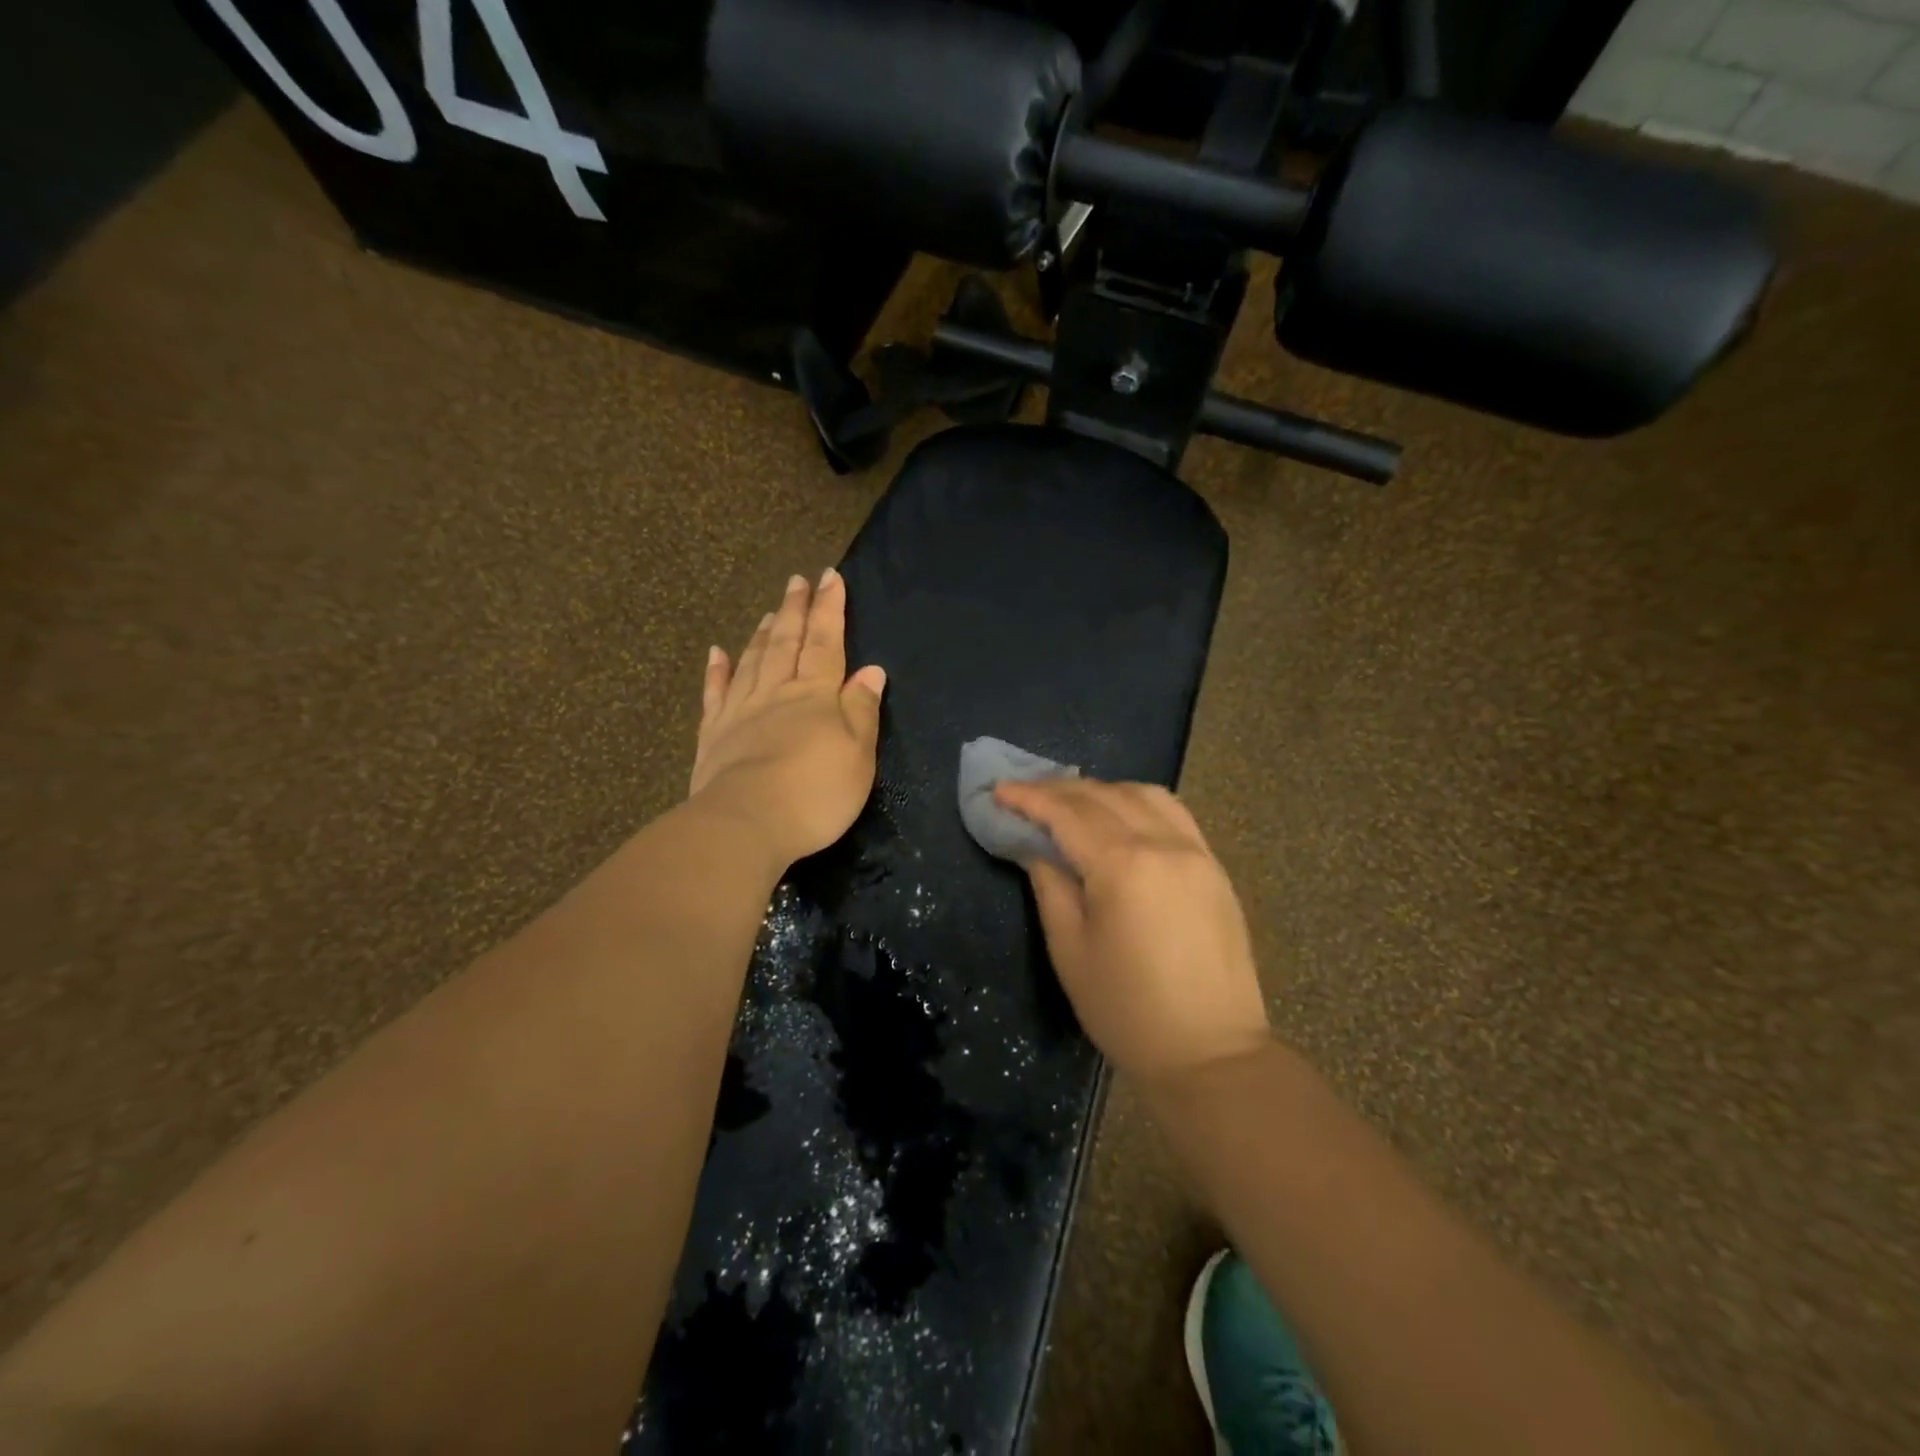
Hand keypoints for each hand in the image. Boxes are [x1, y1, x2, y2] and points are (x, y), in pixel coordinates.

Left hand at [689, 568, 886, 868]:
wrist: (746, 823)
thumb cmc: (815, 793)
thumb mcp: (857, 755)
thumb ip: (862, 711)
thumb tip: (871, 670)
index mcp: (815, 696)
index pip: (826, 643)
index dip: (830, 610)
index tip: (830, 578)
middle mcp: (777, 693)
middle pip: (787, 643)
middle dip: (795, 610)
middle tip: (798, 581)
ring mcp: (740, 711)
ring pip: (753, 661)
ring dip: (763, 634)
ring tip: (770, 612)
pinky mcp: (713, 735)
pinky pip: (716, 693)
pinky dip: (717, 670)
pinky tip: (717, 653)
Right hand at [992, 778, 1271, 1082]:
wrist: (1211, 1055)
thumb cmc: (1127, 1010)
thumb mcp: (1070, 950)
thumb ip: (1050, 887)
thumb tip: (1035, 848)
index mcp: (1124, 866)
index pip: (1067, 814)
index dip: (1029, 797)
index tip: (998, 790)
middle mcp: (1164, 845)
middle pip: (1104, 796)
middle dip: (1059, 789)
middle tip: (1025, 795)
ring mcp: (1197, 853)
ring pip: (1144, 795)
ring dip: (1102, 791)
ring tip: (1072, 805)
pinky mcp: (1215, 868)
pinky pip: (1174, 814)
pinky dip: (1138, 803)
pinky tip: (1121, 818)